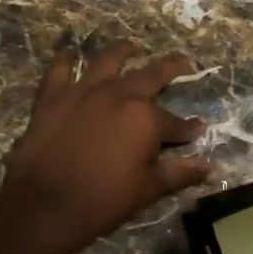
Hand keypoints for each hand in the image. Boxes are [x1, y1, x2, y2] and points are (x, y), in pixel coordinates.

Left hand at [0, 42, 212, 253]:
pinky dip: (65, 61)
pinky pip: (60, 71)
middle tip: (184, 63)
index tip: (199, 129)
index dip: (189, 128)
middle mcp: (119, 94)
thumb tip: (208, 165)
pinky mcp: (53, 97)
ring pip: (108, 61)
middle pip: (151, 76)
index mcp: (146, 118)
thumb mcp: (148, 189)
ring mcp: (84, 91)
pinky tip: (68, 53)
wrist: (44, 206)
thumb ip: (179, 173)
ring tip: (130, 48)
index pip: (176, 123)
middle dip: (172, 69)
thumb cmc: (103, 200)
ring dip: (122, 52)